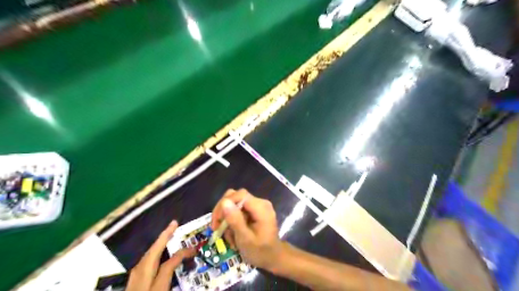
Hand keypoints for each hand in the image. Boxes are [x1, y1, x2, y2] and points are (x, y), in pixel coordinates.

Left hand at [128, 221, 196, 290]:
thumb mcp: (160, 289)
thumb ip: (169, 274)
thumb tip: (179, 260)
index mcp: (149, 279)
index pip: (169, 263)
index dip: (182, 254)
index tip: (193, 249)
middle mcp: (140, 275)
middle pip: (153, 252)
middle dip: (163, 237)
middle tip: (174, 224)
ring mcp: (135, 279)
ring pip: (147, 256)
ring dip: (157, 244)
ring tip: (167, 235)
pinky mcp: (134, 283)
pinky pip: (145, 262)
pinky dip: (153, 254)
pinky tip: (156, 255)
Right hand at [212, 188, 283, 270]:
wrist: (273, 258)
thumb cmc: (260, 251)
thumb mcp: (245, 239)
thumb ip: (235, 220)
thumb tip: (224, 202)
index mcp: (261, 207)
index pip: (239, 195)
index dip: (225, 204)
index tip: (216, 220)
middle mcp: (260, 202)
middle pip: (236, 197)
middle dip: (224, 212)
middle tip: (216, 228)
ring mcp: (257, 206)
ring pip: (235, 204)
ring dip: (227, 219)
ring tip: (228, 236)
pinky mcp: (254, 211)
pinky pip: (239, 210)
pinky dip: (233, 221)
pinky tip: (233, 234)